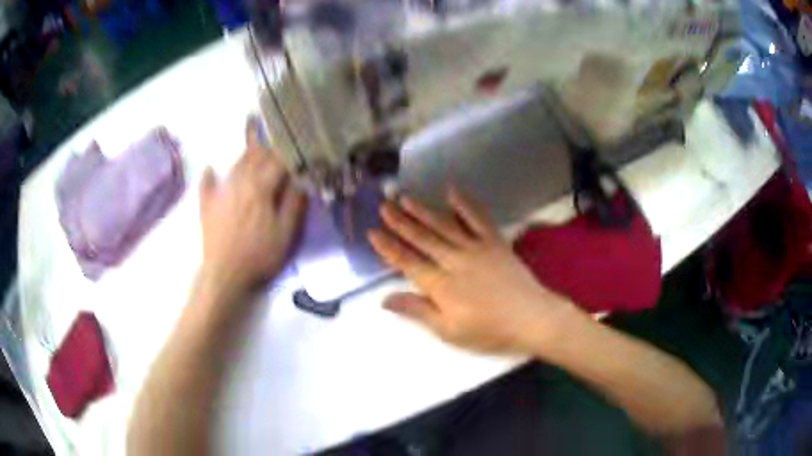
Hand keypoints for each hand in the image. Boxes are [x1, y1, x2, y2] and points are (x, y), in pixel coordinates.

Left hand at [199, 119, 306, 296]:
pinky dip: (209, 176)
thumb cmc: (258, 255)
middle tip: (275, 137)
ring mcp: (221, 193)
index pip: (277, 162)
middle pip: (255, 158)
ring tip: (251, 142)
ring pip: (235, 166)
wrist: (224, 274)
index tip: (298, 146)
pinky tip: (209, 169)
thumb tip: (299, 180)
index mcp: (260, 188)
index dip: (289, 153)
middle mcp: (239, 183)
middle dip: (267, 147)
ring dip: (245, 154)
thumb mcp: (285, 234)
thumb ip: (293, 204)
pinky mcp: (207, 205)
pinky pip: (207, 185)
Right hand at [368, 189, 575, 353]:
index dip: (388, 247)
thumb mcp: (449, 331)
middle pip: (421, 238)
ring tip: (405, 198)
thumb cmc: (489, 331)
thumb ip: (418, 311)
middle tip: (383, 206)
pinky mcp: (494, 241)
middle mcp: (454, 260)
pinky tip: (451, 191)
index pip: (407, 262)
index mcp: (440, 284)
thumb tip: (385, 299)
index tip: (372, 232)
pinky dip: (464, 204)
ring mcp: (475, 247)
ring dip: (423, 211)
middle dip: (400, 222)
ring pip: (443, 225)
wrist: (531, 318)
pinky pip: (477, 218)